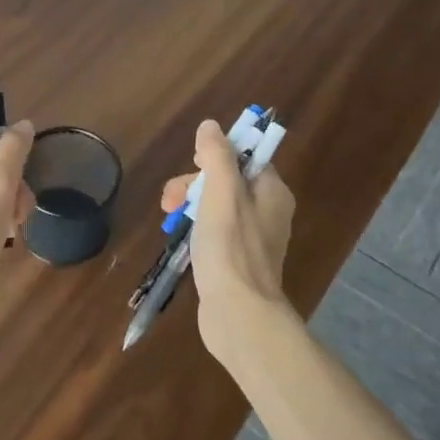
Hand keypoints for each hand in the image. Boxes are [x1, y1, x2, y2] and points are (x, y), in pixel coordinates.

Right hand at [160, 119, 297, 348]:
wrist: (238, 313)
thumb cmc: (230, 248)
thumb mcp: (221, 194)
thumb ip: (216, 157)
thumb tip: (210, 126)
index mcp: (271, 192)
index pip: (245, 158)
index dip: (215, 156)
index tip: (191, 166)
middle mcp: (268, 212)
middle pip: (228, 182)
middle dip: (194, 184)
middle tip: (168, 201)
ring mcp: (254, 239)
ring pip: (219, 207)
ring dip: (191, 206)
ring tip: (168, 221)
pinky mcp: (239, 261)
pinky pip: (217, 232)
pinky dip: (197, 229)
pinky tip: (181, 239)